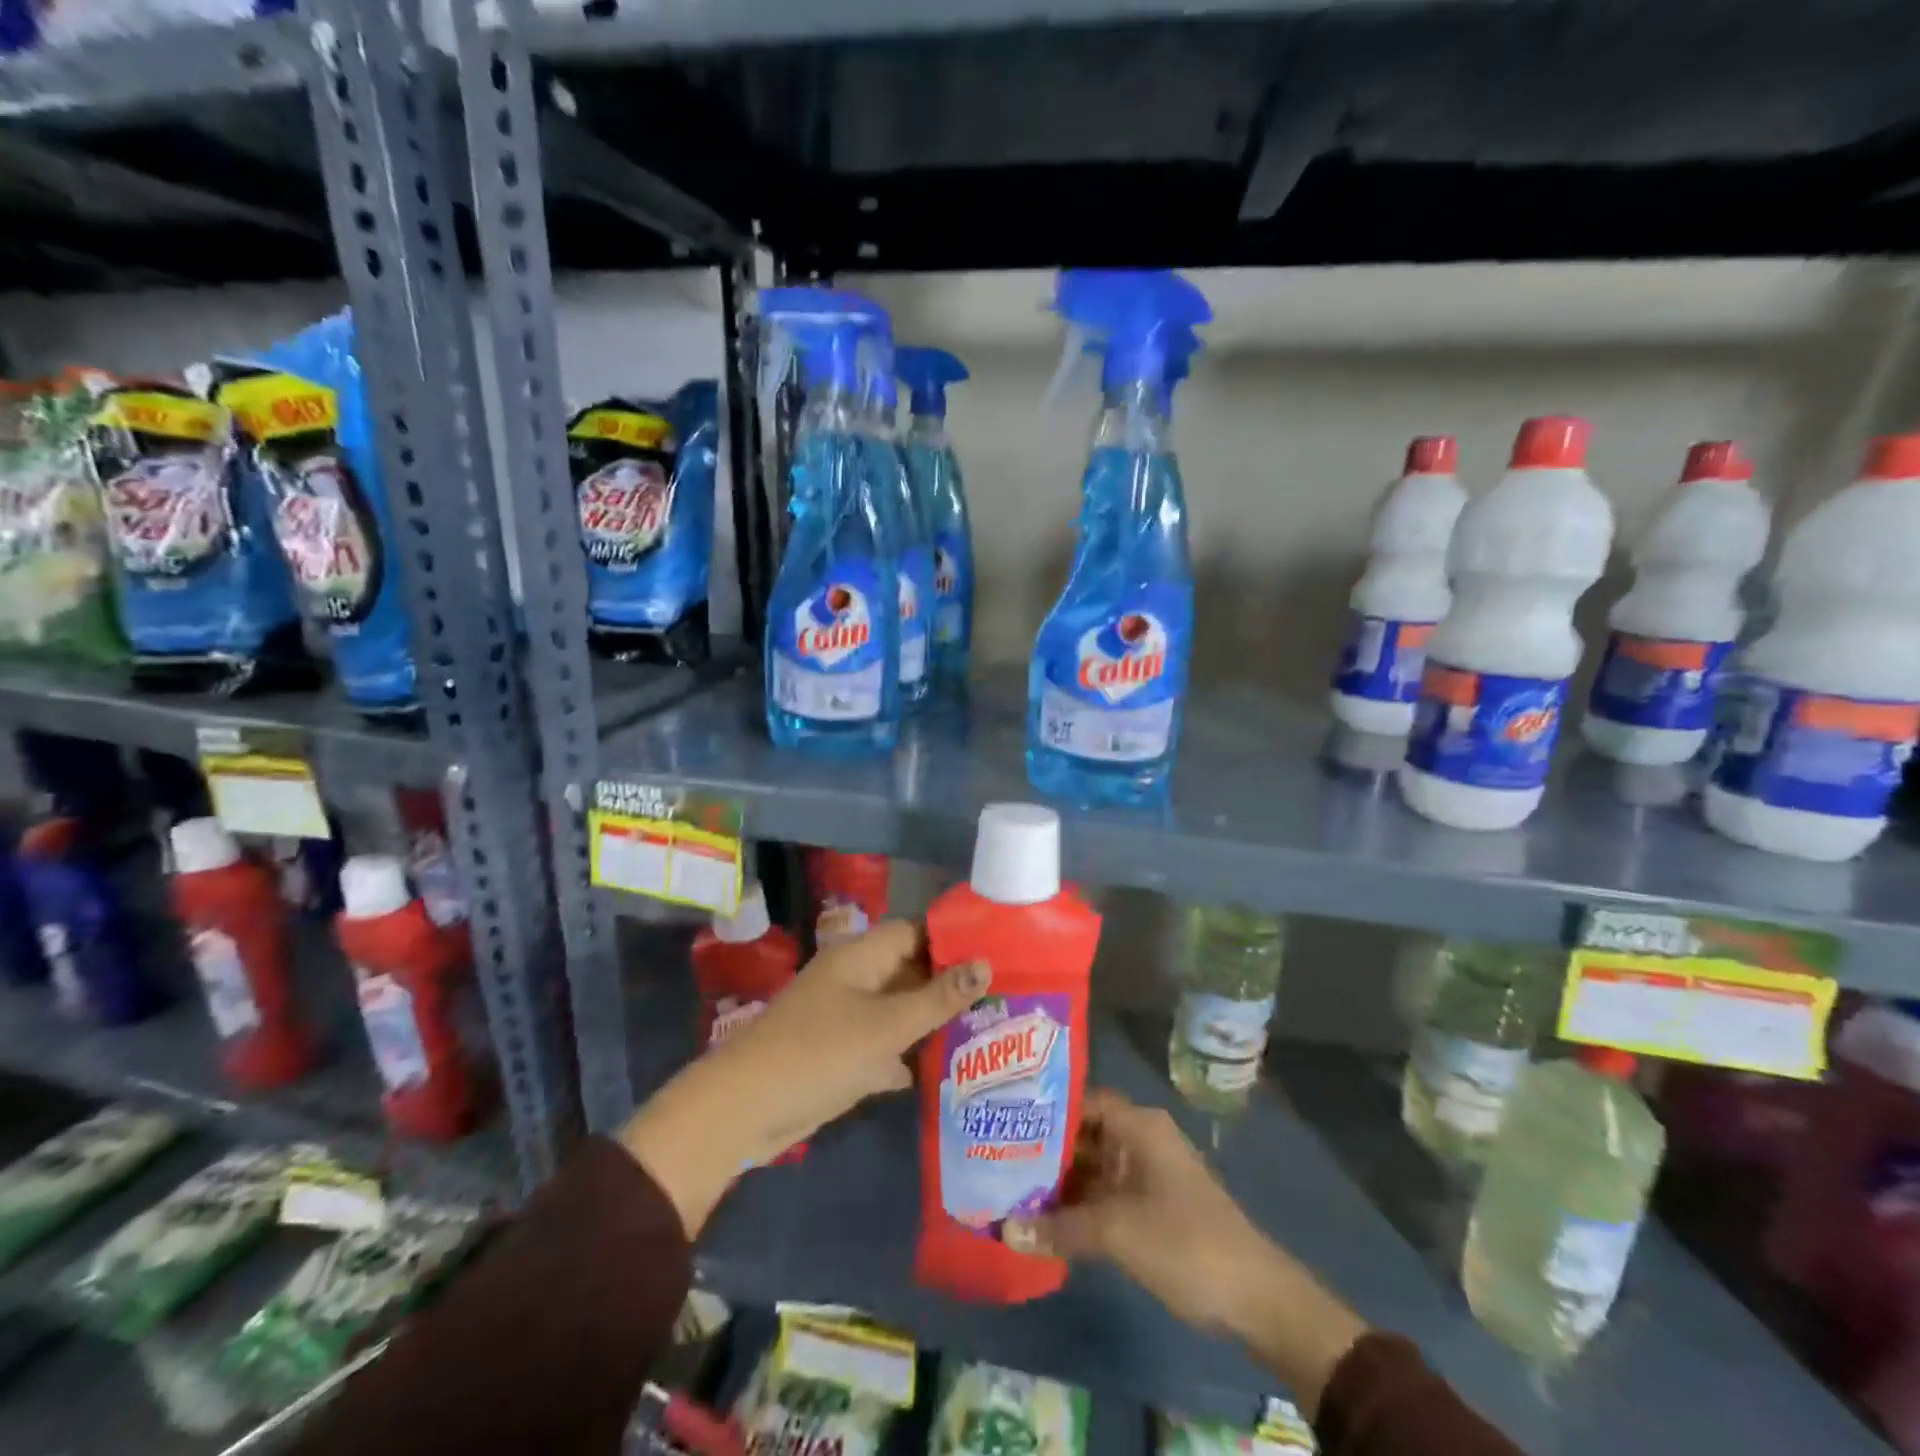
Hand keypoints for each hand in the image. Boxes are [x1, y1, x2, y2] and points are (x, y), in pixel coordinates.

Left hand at [620, 919, 988, 1237]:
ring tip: (983, 1033)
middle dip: (947, 985)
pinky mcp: (837, 1053)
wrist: (745, 1110)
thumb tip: (986, 963)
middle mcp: (853, 978)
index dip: (952, 941)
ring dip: (929, 1022)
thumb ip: (938, 997)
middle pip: (908, 971)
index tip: (995, 957)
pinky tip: (942, 1072)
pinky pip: (881, 1044)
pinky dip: (905, 1055)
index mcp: (861, 955)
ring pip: (896, 1010)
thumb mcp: (888, 1025)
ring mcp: (843, 1016)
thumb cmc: (821, 1053)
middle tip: (999, 1000)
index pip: (915, 932)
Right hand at [1003, 1089, 1366, 1417]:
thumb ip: (1059, 1228)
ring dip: (1058, 1183)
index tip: (1002, 1119)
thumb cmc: (1186, 1244)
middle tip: (994, 1158)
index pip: (1080, 1100)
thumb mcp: (1118, 1233)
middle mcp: (1141, 1140)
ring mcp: (1146, 1175)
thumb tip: (1003, 1230)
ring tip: (1008, 1190)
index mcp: (1138, 1125)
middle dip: (1043, 1150)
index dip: (1043, 1108)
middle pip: (1083, 1135)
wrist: (1258, 1300)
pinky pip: (1104, 1196)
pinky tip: (1043, 1222)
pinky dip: (1077, 1207)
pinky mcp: (1150, 1208)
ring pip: (1091, 1168)